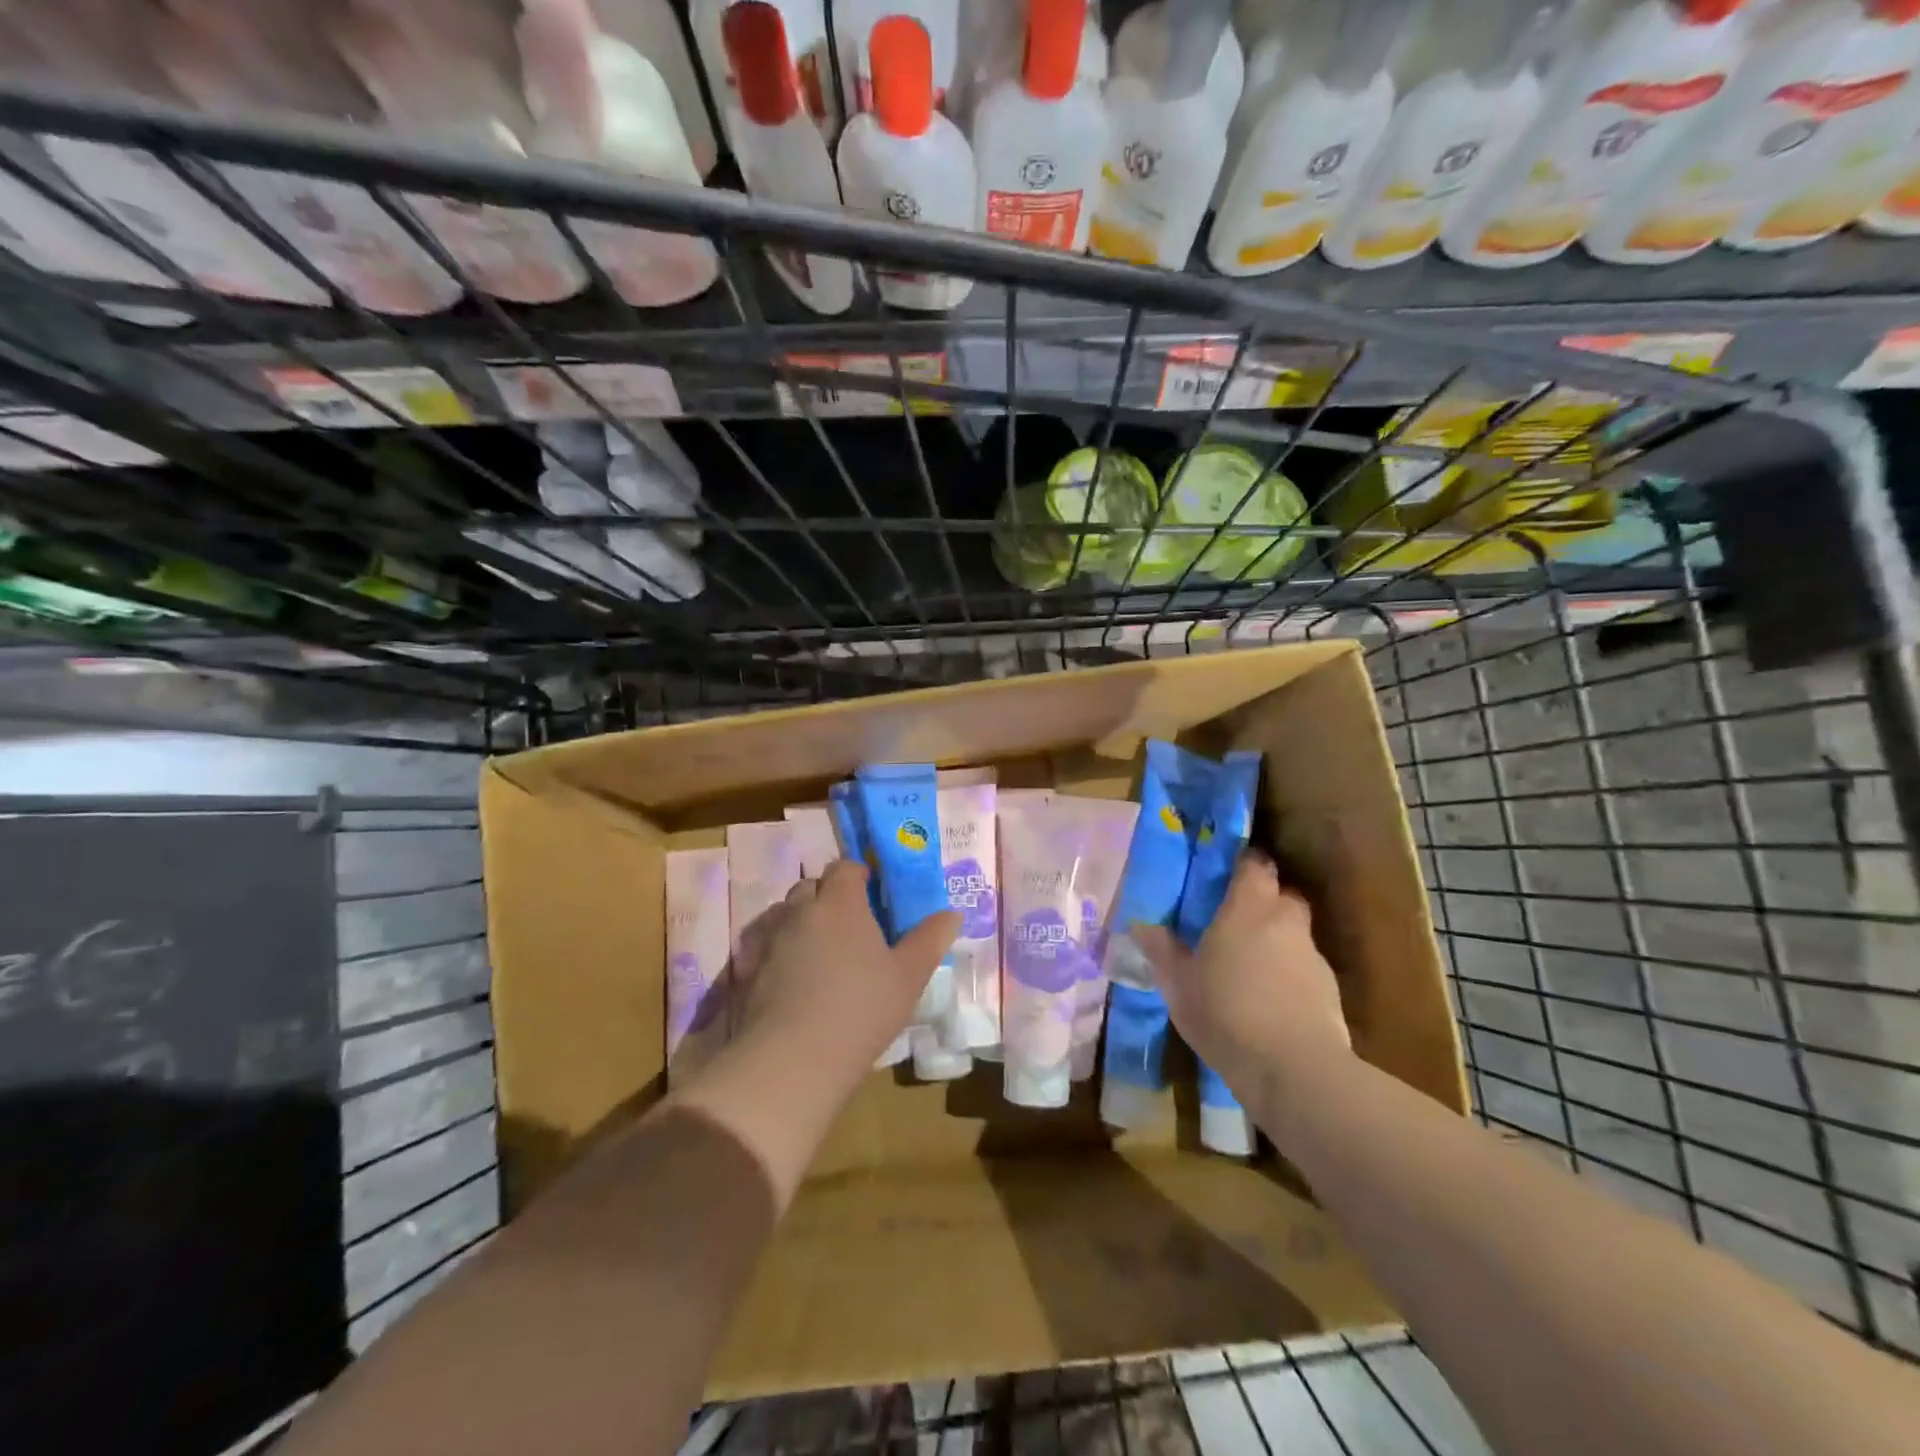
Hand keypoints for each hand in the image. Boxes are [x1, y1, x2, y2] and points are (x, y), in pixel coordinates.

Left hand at [729, 859, 959, 1087]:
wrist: (791, 1059)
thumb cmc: (861, 1010)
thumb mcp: (909, 977)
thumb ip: (930, 939)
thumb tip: (952, 913)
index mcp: (841, 903)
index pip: (844, 867)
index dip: (858, 876)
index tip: (873, 896)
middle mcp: (800, 910)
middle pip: (811, 886)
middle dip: (828, 896)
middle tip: (850, 926)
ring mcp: (769, 938)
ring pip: (785, 914)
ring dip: (801, 922)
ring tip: (820, 953)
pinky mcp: (746, 968)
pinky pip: (764, 945)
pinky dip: (777, 951)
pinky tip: (790, 979)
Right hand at [1133, 851, 1350, 1100]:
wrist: (1295, 1070)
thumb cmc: (1226, 1012)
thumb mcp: (1179, 984)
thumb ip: (1161, 950)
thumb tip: (1140, 925)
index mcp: (1248, 908)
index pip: (1255, 864)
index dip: (1243, 863)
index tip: (1225, 872)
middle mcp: (1286, 922)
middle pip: (1282, 895)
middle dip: (1263, 900)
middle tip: (1235, 919)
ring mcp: (1312, 956)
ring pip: (1295, 933)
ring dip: (1277, 940)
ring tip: (1250, 966)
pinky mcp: (1330, 991)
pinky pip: (1304, 968)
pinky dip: (1290, 974)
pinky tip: (1270, 1000)